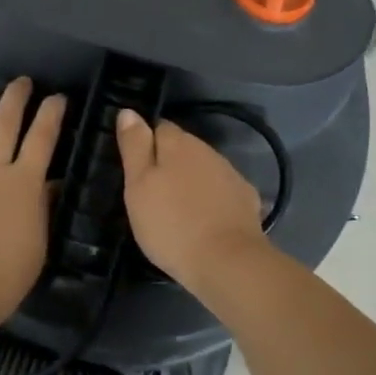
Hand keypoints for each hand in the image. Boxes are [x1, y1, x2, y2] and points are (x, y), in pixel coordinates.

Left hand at [0, 79, 66, 327]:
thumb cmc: (4, 275)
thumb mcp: (38, 244)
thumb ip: (41, 210)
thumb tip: (48, 187)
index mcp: (21, 183)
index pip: (42, 140)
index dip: (51, 115)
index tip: (57, 97)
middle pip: (3, 125)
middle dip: (14, 99)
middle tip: (21, 81)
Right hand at [114, 110, 268, 289]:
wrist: (227, 262)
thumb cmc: (171, 224)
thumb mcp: (138, 186)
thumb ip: (134, 146)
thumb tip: (129, 112)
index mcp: (179, 143)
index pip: (159, 127)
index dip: (145, 145)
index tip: (136, 170)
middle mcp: (208, 151)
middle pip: (183, 148)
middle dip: (169, 164)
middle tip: (153, 194)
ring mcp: (231, 174)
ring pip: (203, 169)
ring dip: (191, 181)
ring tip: (177, 210)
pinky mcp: (246, 200)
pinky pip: (222, 191)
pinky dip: (212, 200)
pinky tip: (205, 221)